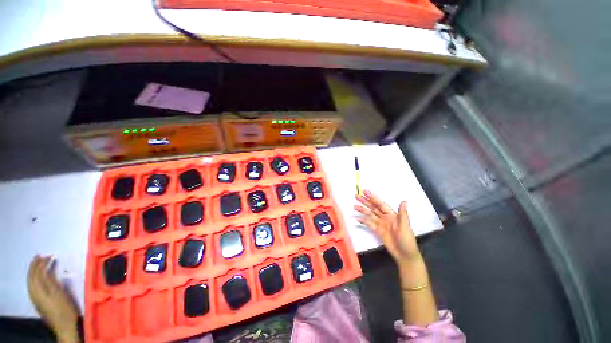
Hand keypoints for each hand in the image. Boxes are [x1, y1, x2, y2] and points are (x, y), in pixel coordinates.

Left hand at [27, 256, 79, 342]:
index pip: (36, 273)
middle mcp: (33, 293)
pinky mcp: (39, 301)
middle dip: (35, 266)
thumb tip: (46, 268)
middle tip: (41, 256)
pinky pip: (33, 286)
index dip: (41, 263)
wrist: (64, 326)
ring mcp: (35, 298)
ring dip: (34, 271)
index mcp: (38, 290)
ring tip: (39, 264)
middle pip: (31, 277)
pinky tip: (40, 277)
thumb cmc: (64, 309)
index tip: (49, 255)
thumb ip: (51, 281)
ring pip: (31, 281)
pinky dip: (35, 278)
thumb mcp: (59, 294)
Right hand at [355, 190, 421, 265]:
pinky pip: (369, 224)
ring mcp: (380, 224)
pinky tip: (358, 218)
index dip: (373, 198)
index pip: (380, 204)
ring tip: (354, 206)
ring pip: (370, 214)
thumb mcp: (405, 227)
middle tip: (357, 196)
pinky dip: (364, 221)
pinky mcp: (377, 231)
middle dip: (365, 201)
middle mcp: (385, 217)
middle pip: (373, 207)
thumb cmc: (407, 240)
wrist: (404, 255)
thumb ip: (403, 214)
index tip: (365, 192)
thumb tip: (403, 201)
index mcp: (391, 214)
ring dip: (362, 210)